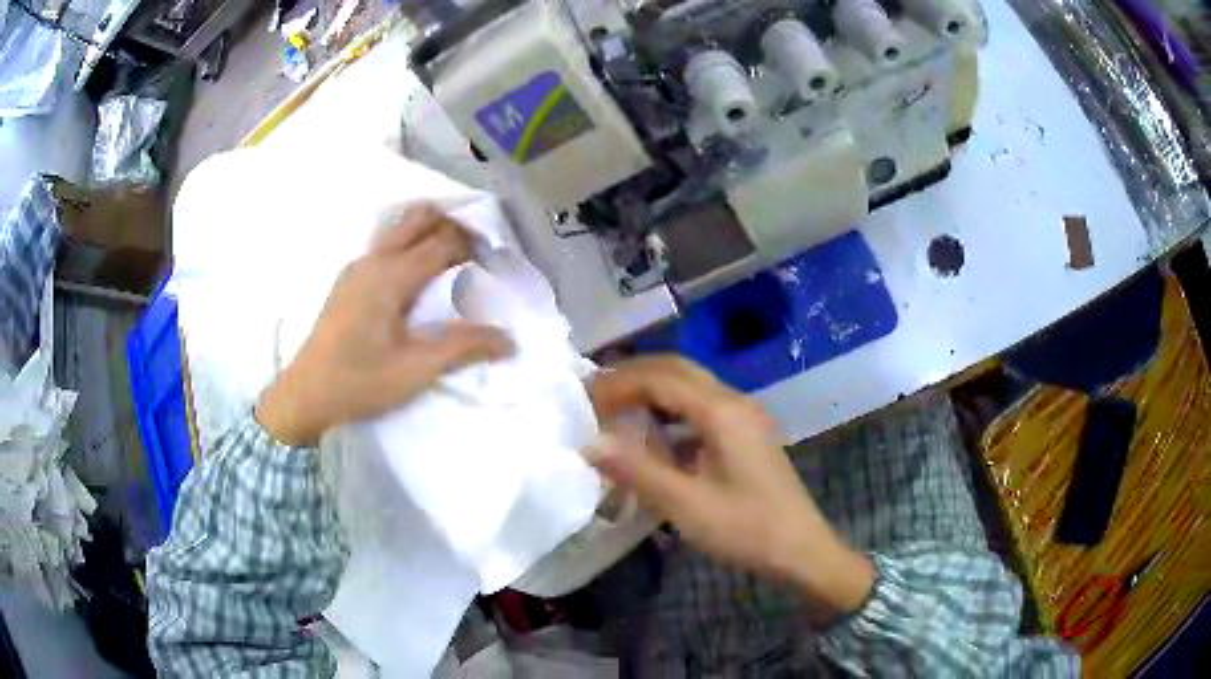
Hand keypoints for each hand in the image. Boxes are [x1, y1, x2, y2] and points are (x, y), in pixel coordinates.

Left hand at [256, 204, 513, 446]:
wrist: (305, 395)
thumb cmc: (360, 381)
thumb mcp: (416, 369)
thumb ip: (463, 348)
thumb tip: (509, 341)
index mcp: (392, 275)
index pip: (443, 241)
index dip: (473, 245)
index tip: (496, 261)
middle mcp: (374, 260)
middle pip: (420, 219)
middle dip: (452, 226)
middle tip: (477, 253)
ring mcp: (357, 267)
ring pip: (400, 229)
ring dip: (430, 234)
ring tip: (454, 263)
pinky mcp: (349, 281)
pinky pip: (387, 246)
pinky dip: (411, 247)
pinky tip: (419, 281)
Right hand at [588, 357, 873, 614]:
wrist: (801, 549)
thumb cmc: (745, 528)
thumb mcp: (685, 504)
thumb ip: (637, 470)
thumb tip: (589, 443)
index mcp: (721, 412)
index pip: (660, 378)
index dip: (618, 384)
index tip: (583, 400)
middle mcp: (735, 402)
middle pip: (678, 370)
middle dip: (634, 376)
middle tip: (596, 396)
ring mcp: (745, 416)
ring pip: (692, 386)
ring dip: (654, 391)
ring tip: (618, 410)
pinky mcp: (748, 434)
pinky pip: (704, 408)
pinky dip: (673, 411)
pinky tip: (657, 438)